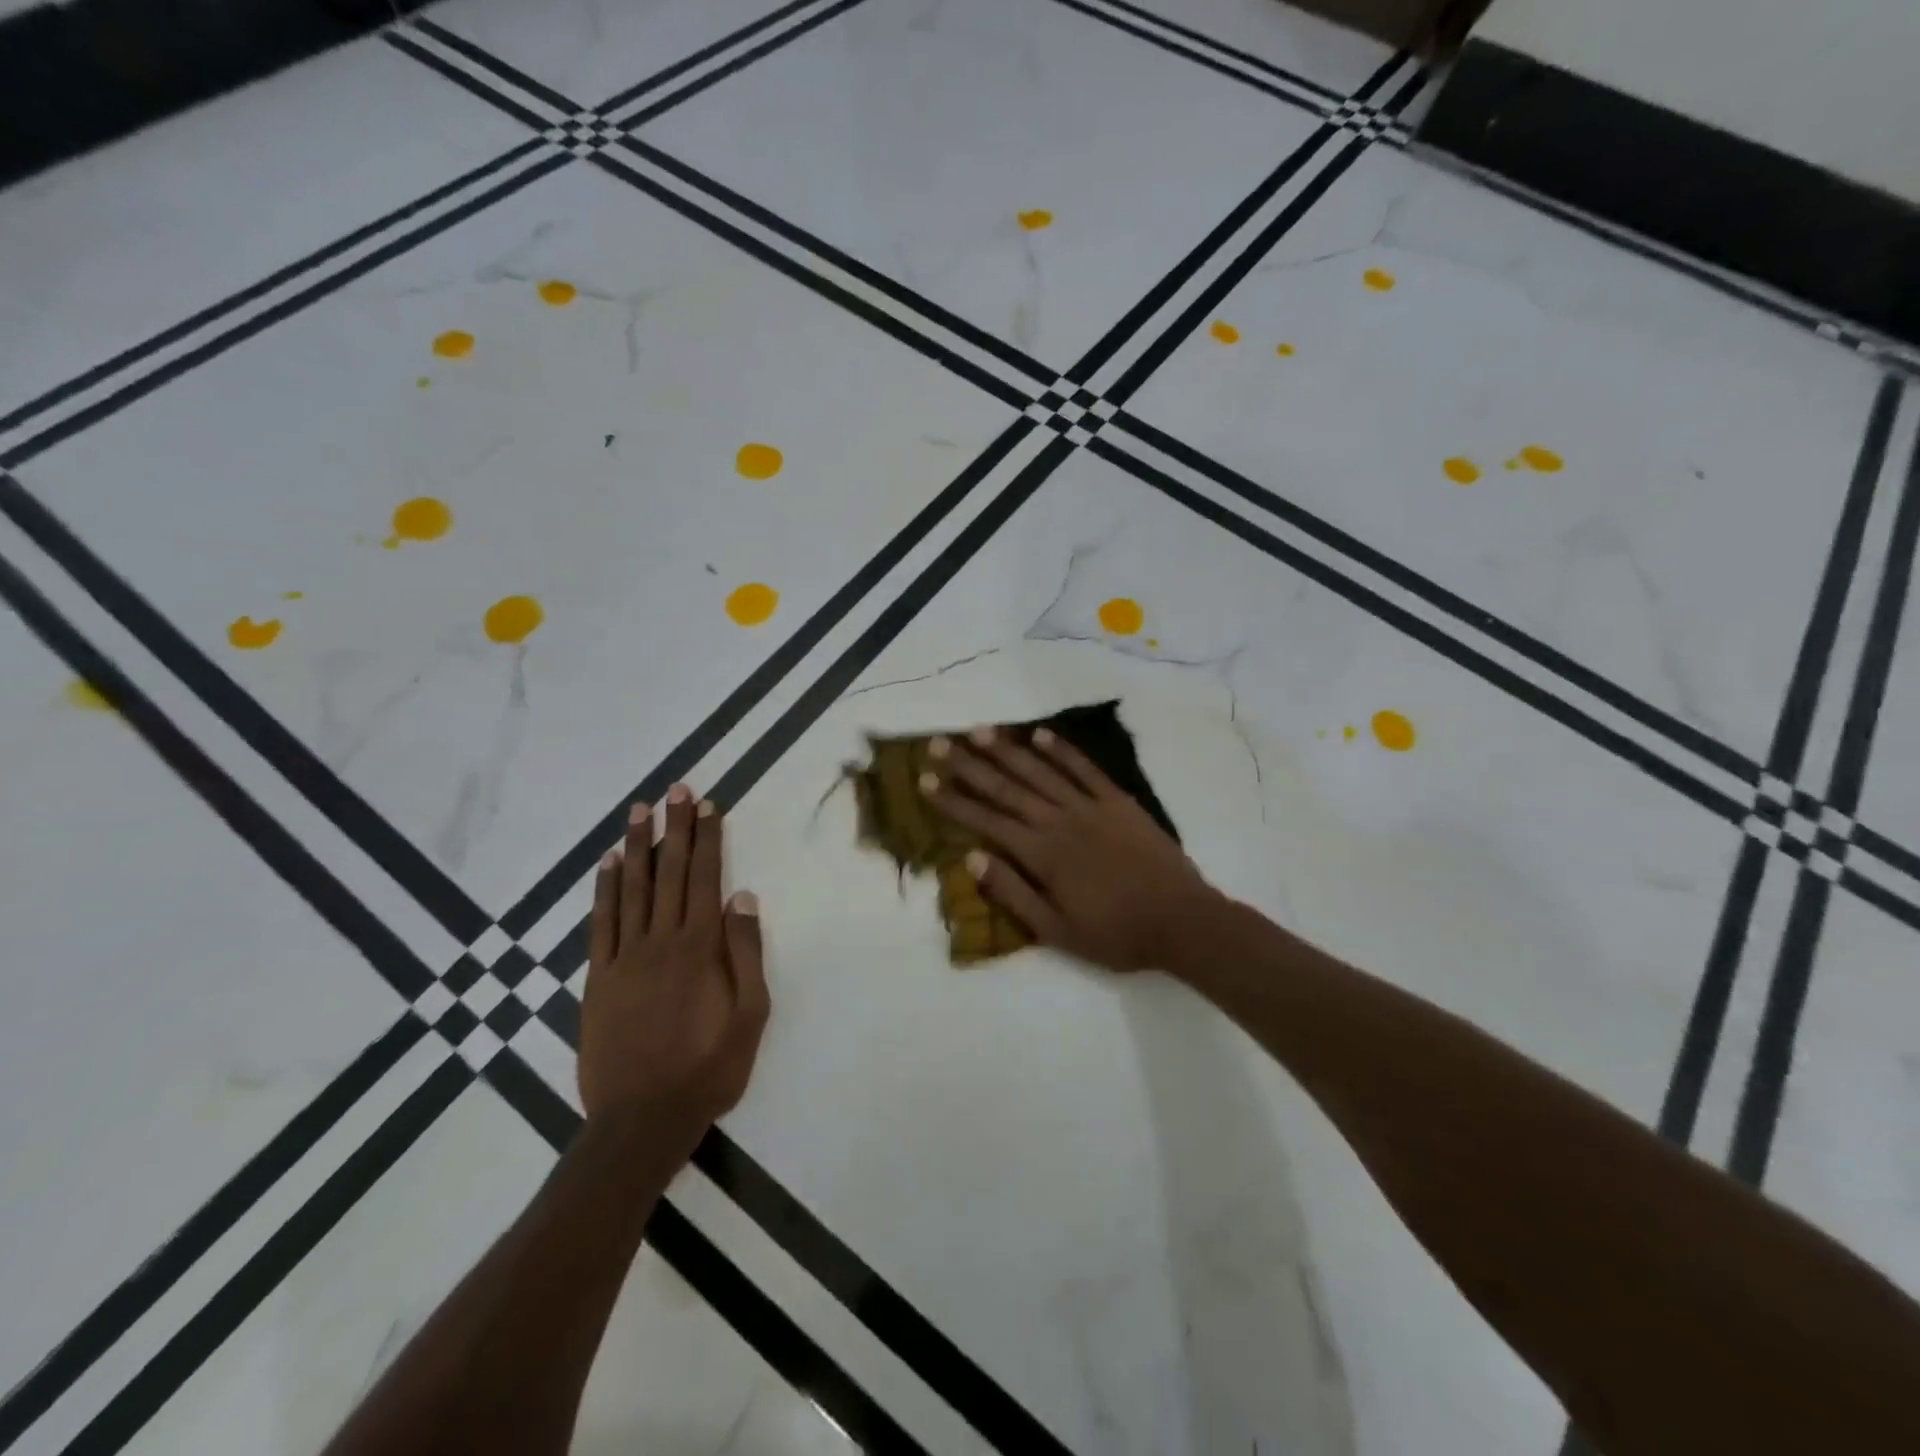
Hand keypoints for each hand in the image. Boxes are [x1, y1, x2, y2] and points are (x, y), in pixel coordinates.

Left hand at [579, 784, 768, 1143]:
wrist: (642, 1120)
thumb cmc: (708, 1068)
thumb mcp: (750, 1015)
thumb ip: (746, 953)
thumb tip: (742, 897)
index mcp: (700, 948)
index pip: (704, 878)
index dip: (707, 839)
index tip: (708, 806)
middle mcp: (661, 941)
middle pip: (669, 872)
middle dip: (675, 828)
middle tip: (676, 789)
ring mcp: (624, 957)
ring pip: (632, 888)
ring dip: (637, 846)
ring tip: (640, 810)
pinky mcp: (598, 978)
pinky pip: (601, 923)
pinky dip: (604, 889)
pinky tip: (608, 864)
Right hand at [922, 727, 1223, 971]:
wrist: (1181, 920)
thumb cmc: (1116, 934)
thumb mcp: (1056, 931)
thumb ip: (1013, 893)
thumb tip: (970, 860)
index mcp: (1042, 855)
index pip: (986, 822)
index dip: (953, 801)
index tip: (926, 780)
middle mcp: (1059, 822)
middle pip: (1006, 788)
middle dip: (969, 766)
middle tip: (940, 743)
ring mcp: (1090, 807)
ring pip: (1041, 772)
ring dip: (1008, 750)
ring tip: (980, 731)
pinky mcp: (1118, 801)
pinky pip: (1085, 769)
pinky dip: (1062, 750)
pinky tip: (1040, 735)